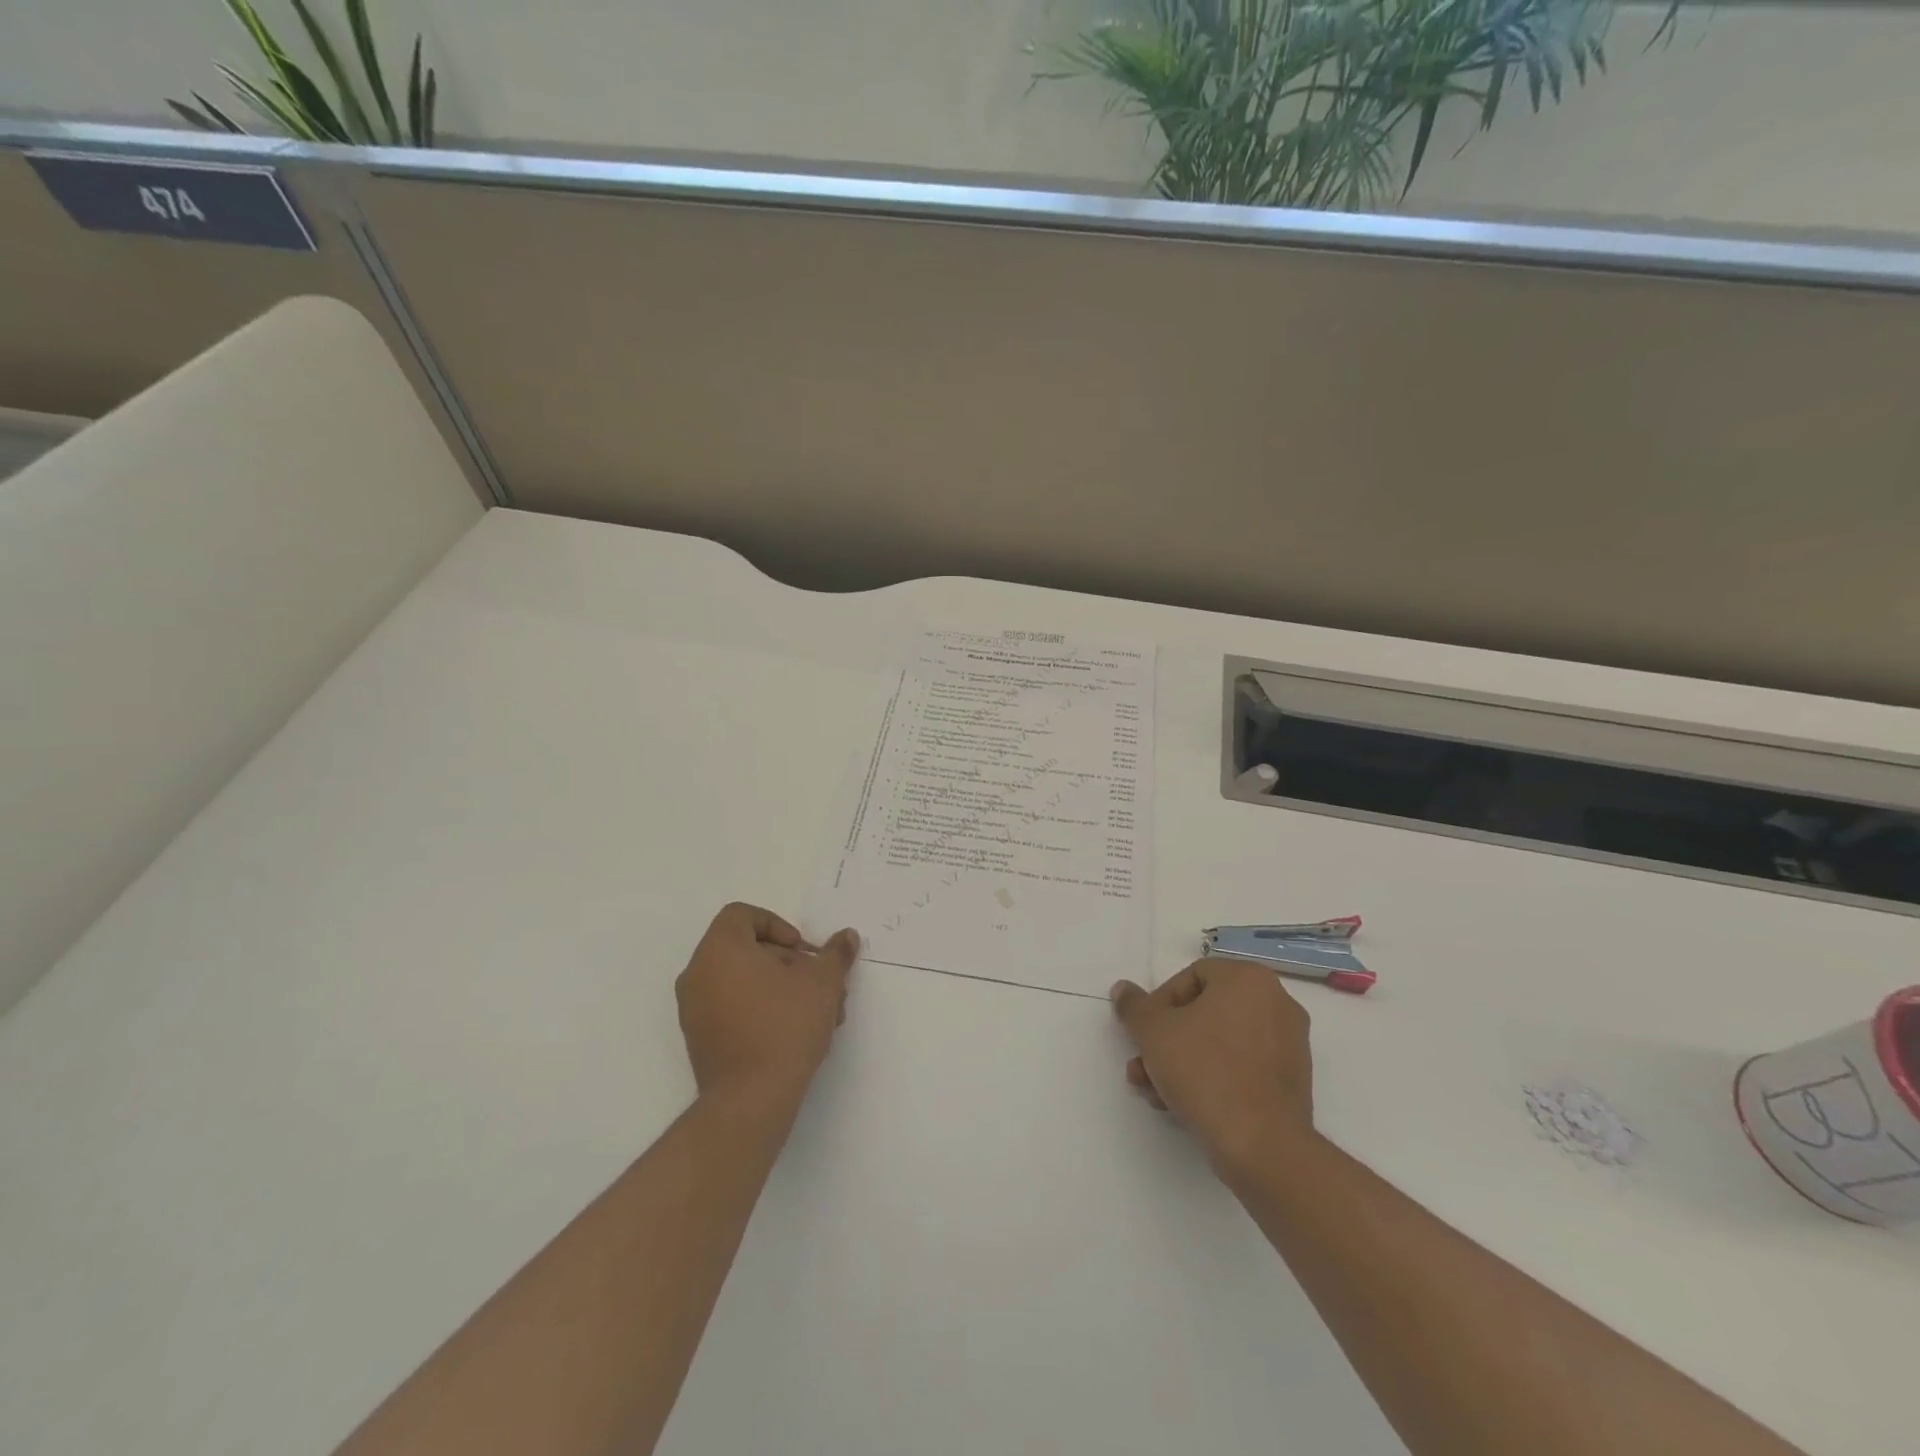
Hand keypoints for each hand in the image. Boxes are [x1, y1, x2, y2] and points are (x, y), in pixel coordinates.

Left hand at [676, 903, 859, 1107]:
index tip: (803, 951)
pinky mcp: (700, 1040)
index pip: (742, 915)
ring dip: (783, 989)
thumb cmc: (785, 1026)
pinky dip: (763, 1010)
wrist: (751, 1099)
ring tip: (819, 1014)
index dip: (778, 925)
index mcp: (720, 949)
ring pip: (745, 982)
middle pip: (748, 950)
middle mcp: (698, 973)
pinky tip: (796, 1033)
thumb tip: (846, 937)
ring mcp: (694, 1009)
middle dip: (790, 963)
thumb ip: (834, 954)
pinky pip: (733, 1008)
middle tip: (820, 985)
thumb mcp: (822, 982)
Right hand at [1110, 958, 1315, 1175]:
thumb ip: (1134, 1005)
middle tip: (1143, 1065)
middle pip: (1205, 1013)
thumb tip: (1123, 989)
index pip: (1192, 977)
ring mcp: (1290, 1044)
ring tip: (1155, 1091)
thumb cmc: (1205, 1072)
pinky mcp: (1292, 1082)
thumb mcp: (1153, 1032)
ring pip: (1220, 1043)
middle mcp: (1276, 1002)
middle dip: (1167, 1040)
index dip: (1159, 1003)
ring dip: (1182, 1062)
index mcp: (1249, 979)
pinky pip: (1242, 1067)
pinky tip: (1184, 1105)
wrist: (1262, 1145)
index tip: (1144, 1033)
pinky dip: (1213, 1077)